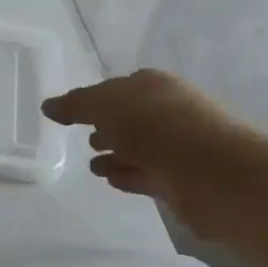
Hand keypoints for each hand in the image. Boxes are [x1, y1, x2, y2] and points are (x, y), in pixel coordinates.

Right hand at [41, 69, 267, 237]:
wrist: (219, 176)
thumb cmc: (160, 129)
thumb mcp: (108, 106)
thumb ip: (76, 105)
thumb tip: (48, 106)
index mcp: (153, 86)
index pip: (116, 88)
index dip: (93, 100)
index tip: (69, 115)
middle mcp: (167, 111)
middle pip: (128, 118)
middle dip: (105, 126)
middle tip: (82, 139)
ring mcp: (174, 147)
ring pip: (136, 148)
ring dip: (114, 154)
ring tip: (92, 166)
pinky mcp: (178, 180)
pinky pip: (143, 174)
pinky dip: (126, 175)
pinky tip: (110, 180)